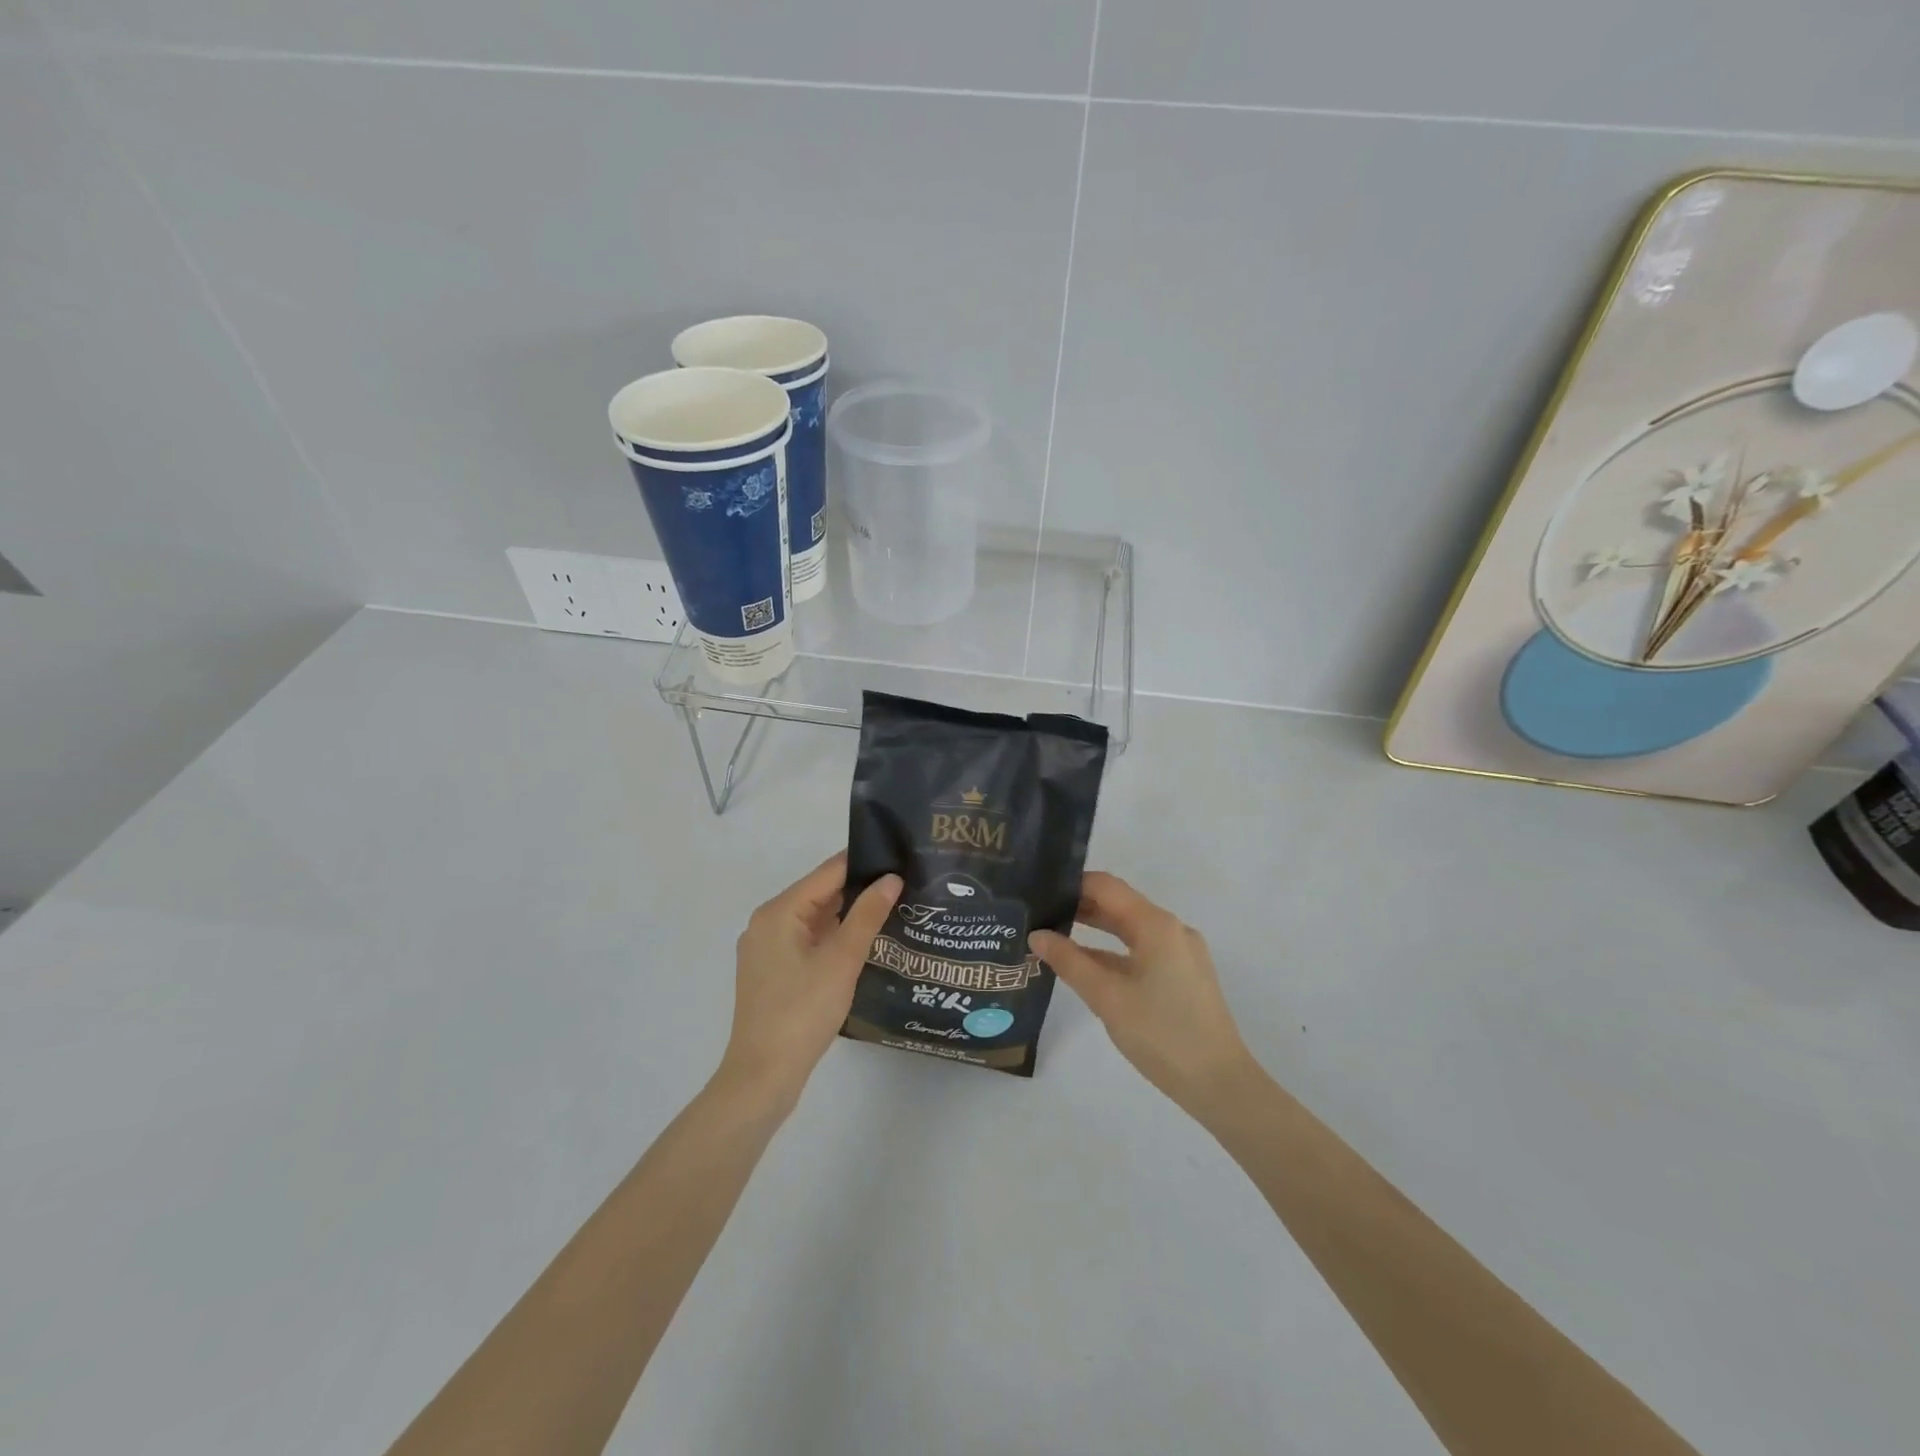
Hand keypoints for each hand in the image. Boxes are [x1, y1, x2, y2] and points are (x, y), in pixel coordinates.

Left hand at [719, 854, 901, 1108]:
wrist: (763, 1076)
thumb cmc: (802, 1011)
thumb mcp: (841, 960)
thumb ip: (867, 915)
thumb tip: (891, 878)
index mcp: (779, 911)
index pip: (828, 872)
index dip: (865, 864)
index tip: (901, 860)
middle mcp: (768, 922)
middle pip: (820, 893)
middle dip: (860, 890)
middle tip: (905, 887)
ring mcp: (767, 949)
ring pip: (815, 919)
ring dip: (848, 916)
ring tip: (893, 911)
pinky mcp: (772, 973)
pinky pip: (808, 942)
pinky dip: (833, 938)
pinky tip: (864, 945)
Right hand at [1031, 872, 1254, 1113]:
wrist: (1219, 1084)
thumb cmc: (1161, 1034)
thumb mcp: (1106, 997)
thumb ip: (1069, 961)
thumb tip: (1036, 934)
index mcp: (1156, 924)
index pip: (1106, 886)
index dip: (1071, 885)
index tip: (1038, 892)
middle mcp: (1171, 929)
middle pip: (1119, 905)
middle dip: (1079, 907)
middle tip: (1039, 914)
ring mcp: (1180, 952)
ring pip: (1130, 929)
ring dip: (1095, 930)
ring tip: (1054, 936)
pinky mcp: (1183, 975)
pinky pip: (1141, 950)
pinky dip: (1113, 952)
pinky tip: (1086, 965)